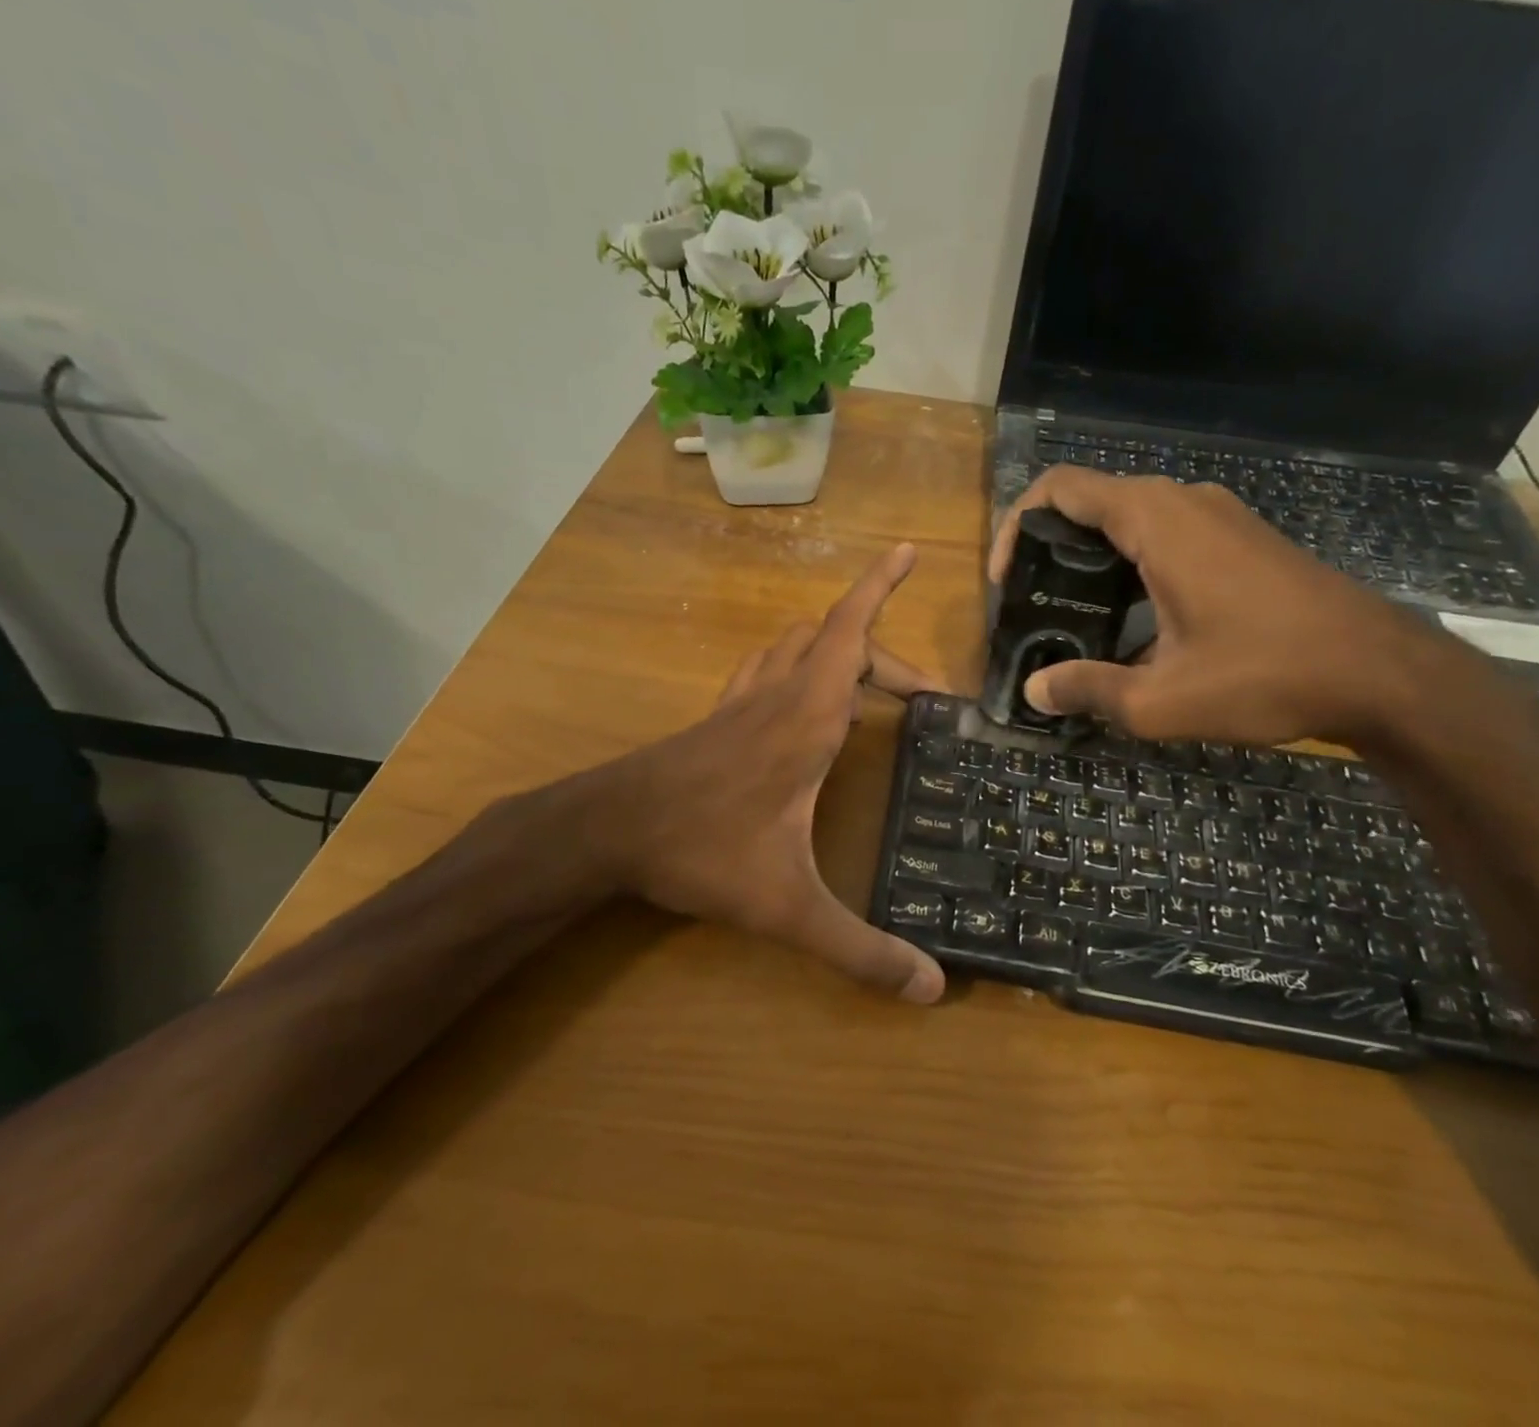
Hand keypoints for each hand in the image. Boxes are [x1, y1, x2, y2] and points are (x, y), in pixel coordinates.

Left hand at [576, 543, 945, 1001]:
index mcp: (807, 718)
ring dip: (835, 649)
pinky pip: (763, 670)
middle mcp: (777, 696)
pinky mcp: (717, 720)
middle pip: (835, 641)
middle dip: (884, 653)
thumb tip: (932, 989)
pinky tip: (797, 701)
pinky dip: (793, 666)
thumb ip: (860, 948)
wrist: (605, 832)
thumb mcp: (789, 906)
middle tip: (921, 694)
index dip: (879, 587)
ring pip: (794, 647)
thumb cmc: (702, 851)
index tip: (905, 549)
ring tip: (868, 681)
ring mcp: (741, 704)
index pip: (851, 634)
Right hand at [989, 468, 1430, 746]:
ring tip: (1072, 616)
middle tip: (1033, 606)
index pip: (1061, 489)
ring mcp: (1219, 516)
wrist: (1381, 673)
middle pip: (1091, 501)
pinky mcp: (1241, 538)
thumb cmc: (1266, 675)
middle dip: (1049, 548)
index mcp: (1156, 521)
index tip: (1006, 581)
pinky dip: (1129, 563)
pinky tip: (1131, 620)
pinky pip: (1164, 533)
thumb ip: (1088, 690)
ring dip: (1090, 558)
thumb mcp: (1162, 699)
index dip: (1017, 526)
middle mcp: (1184, 502)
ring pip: (1129, 518)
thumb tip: (1035, 690)